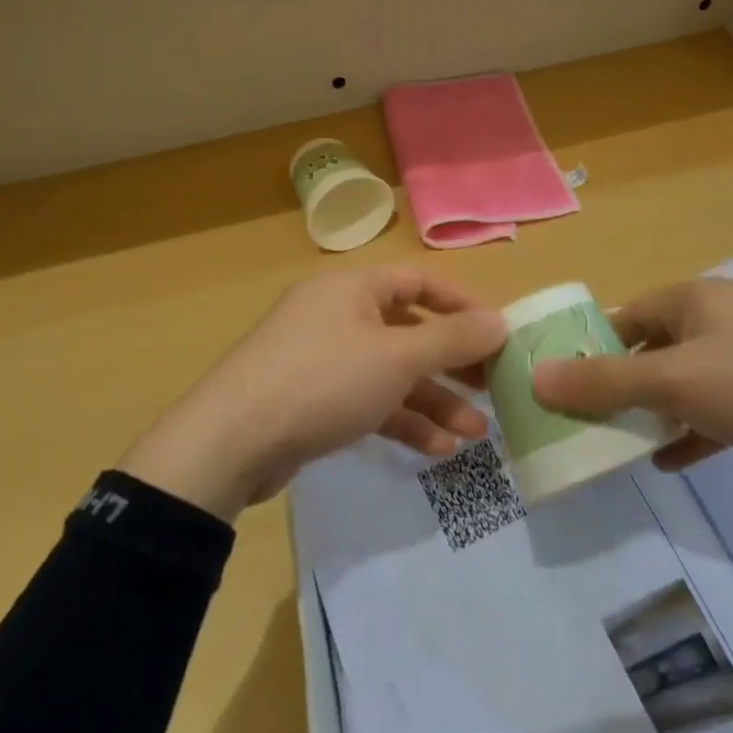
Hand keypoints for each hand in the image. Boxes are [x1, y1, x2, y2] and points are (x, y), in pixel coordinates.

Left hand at [120, 266, 506, 520]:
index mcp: (353, 289)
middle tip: (493, 388)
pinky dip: (402, 421)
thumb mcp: (397, 358)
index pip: (419, 282)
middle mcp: (338, 316)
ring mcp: (323, 360)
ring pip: (391, 374)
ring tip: (476, 432)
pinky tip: (437, 449)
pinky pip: (368, 402)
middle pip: (409, 332)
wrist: (232, 441)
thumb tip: (500, 321)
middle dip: (453, 364)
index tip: (498, 334)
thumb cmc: (323, 381)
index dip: (462, 305)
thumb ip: (452, 340)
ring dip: (434, 401)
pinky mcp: (313, 401)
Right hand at [529, 278, 732, 490]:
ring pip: (686, 380)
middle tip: (586, 425)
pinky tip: (672, 461)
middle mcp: (721, 317)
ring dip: (655, 412)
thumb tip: (534, 376)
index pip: (622, 318)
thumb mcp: (675, 383)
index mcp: (693, 299)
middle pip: (651, 350)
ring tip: (622, 446)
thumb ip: (603, 383)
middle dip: (619, 387)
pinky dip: (694, 429)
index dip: (587, 351)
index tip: (561, 389)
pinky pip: (721, 406)